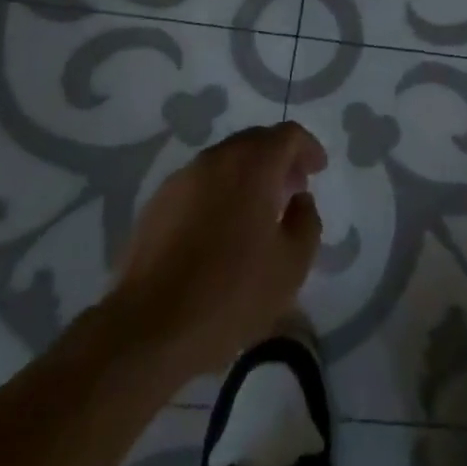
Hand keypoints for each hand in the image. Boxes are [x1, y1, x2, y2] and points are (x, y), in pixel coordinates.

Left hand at [112, 122, 326, 377]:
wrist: (148, 329)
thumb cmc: (231, 293)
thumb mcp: (292, 264)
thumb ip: (306, 221)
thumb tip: (299, 200)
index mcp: (252, 165)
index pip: (288, 135)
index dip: (308, 148)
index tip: (318, 170)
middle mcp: (215, 160)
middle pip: (254, 141)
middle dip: (278, 159)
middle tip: (292, 189)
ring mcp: (181, 180)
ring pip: (224, 161)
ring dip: (248, 175)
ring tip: (258, 212)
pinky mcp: (156, 205)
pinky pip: (199, 184)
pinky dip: (219, 192)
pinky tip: (222, 229)